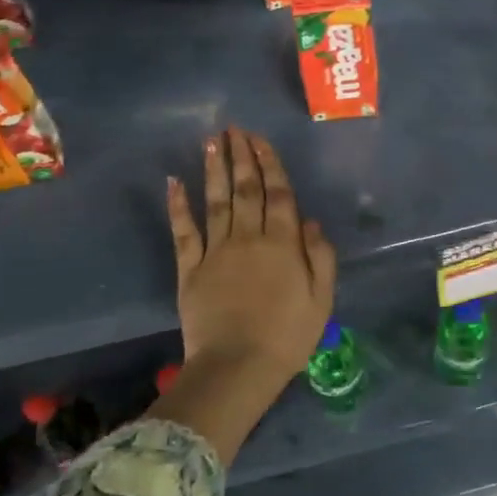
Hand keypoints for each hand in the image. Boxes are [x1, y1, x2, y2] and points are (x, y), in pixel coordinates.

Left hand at [165, 128, 336, 385]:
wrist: (238, 367)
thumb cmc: (287, 336)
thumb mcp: (321, 299)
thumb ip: (320, 256)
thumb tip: (310, 220)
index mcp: (282, 243)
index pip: (278, 194)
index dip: (270, 163)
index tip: (261, 139)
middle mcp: (248, 237)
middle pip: (245, 189)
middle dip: (241, 156)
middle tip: (234, 128)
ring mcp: (216, 251)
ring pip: (215, 201)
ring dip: (213, 169)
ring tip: (211, 141)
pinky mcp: (190, 269)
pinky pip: (183, 231)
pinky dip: (178, 206)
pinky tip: (174, 182)